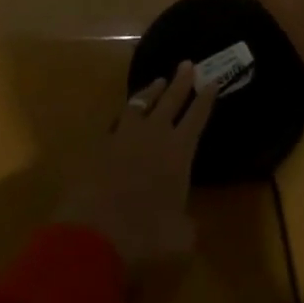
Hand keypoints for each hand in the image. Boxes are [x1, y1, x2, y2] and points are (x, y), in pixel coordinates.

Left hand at [55, 63, 214, 277]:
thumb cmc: (144, 237)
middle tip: (188, 63)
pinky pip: (116, 122)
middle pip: (171, 100)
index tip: (213, 80)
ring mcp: (123, 137)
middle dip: (182, 82)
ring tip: (159, 81)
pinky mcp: (98, 147)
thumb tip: (188, 225)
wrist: (91, 237)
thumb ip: (187, 226)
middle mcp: (153, 135)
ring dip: (152, 91)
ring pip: (141, 103)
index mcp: (178, 152)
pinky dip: (125, 115)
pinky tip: (125, 116)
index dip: (206, 99)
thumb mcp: (179, 239)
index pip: (197, 117)